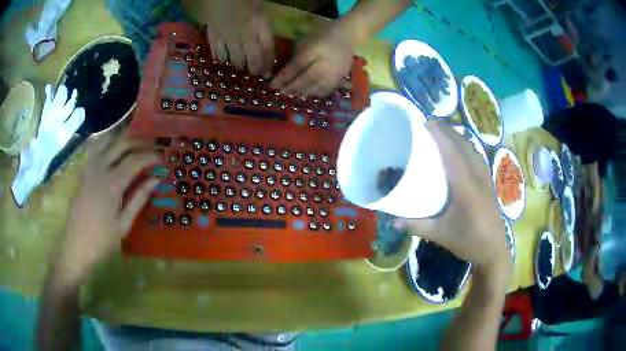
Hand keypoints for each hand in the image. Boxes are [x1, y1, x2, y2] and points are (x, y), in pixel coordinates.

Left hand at [56, 131, 160, 283]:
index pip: (135, 160)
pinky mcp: (83, 171)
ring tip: (135, 142)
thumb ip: (139, 198)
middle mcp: (100, 169)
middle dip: (139, 142)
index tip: (162, 158)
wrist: (76, 247)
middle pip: (122, 144)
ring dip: (123, 138)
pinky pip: (95, 148)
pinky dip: (107, 142)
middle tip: (152, 147)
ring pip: (107, 140)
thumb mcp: (124, 224)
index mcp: (112, 184)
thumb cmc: (103, 241)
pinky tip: (114, 147)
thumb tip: (156, 179)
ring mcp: (89, 168)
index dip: (150, 156)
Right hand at [203, 0, 274, 74]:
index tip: (268, 71)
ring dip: (239, 65)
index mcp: (259, 23)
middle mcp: (245, 33)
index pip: (268, 48)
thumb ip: (262, 22)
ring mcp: (228, 36)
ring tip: (240, 66)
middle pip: (253, 58)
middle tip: (255, 73)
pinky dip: (221, 58)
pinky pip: (218, 52)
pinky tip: (223, 59)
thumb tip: (265, 39)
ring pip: (235, 58)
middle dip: (255, 69)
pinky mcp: (213, 36)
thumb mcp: (260, 6)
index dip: (268, 62)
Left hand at [270, 25, 353, 96]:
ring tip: (292, 95)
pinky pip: (327, 89)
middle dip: (292, 87)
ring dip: (303, 92)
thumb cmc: (325, 34)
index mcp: (316, 51)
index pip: (297, 66)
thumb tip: (287, 71)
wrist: (349, 34)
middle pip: (306, 79)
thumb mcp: (309, 40)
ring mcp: (335, 72)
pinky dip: (316, 93)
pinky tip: (308, 93)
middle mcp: (326, 64)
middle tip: (281, 93)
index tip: (273, 84)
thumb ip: (299, 55)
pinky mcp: (341, 77)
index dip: (284, 77)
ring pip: (316, 87)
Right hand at [393, 122, 510, 270]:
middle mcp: (478, 178)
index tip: (426, 123)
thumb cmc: (469, 242)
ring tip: (443, 133)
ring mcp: (486, 179)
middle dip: (448, 132)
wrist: (494, 250)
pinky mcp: (488, 183)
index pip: (453, 155)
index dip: (441, 137)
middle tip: (430, 124)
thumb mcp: (441, 235)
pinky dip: (466, 147)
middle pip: (464, 147)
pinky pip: (477, 157)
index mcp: (466, 189)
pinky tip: (460, 151)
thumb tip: (393, 220)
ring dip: (458, 137)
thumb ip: (417, 225)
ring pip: (473, 150)